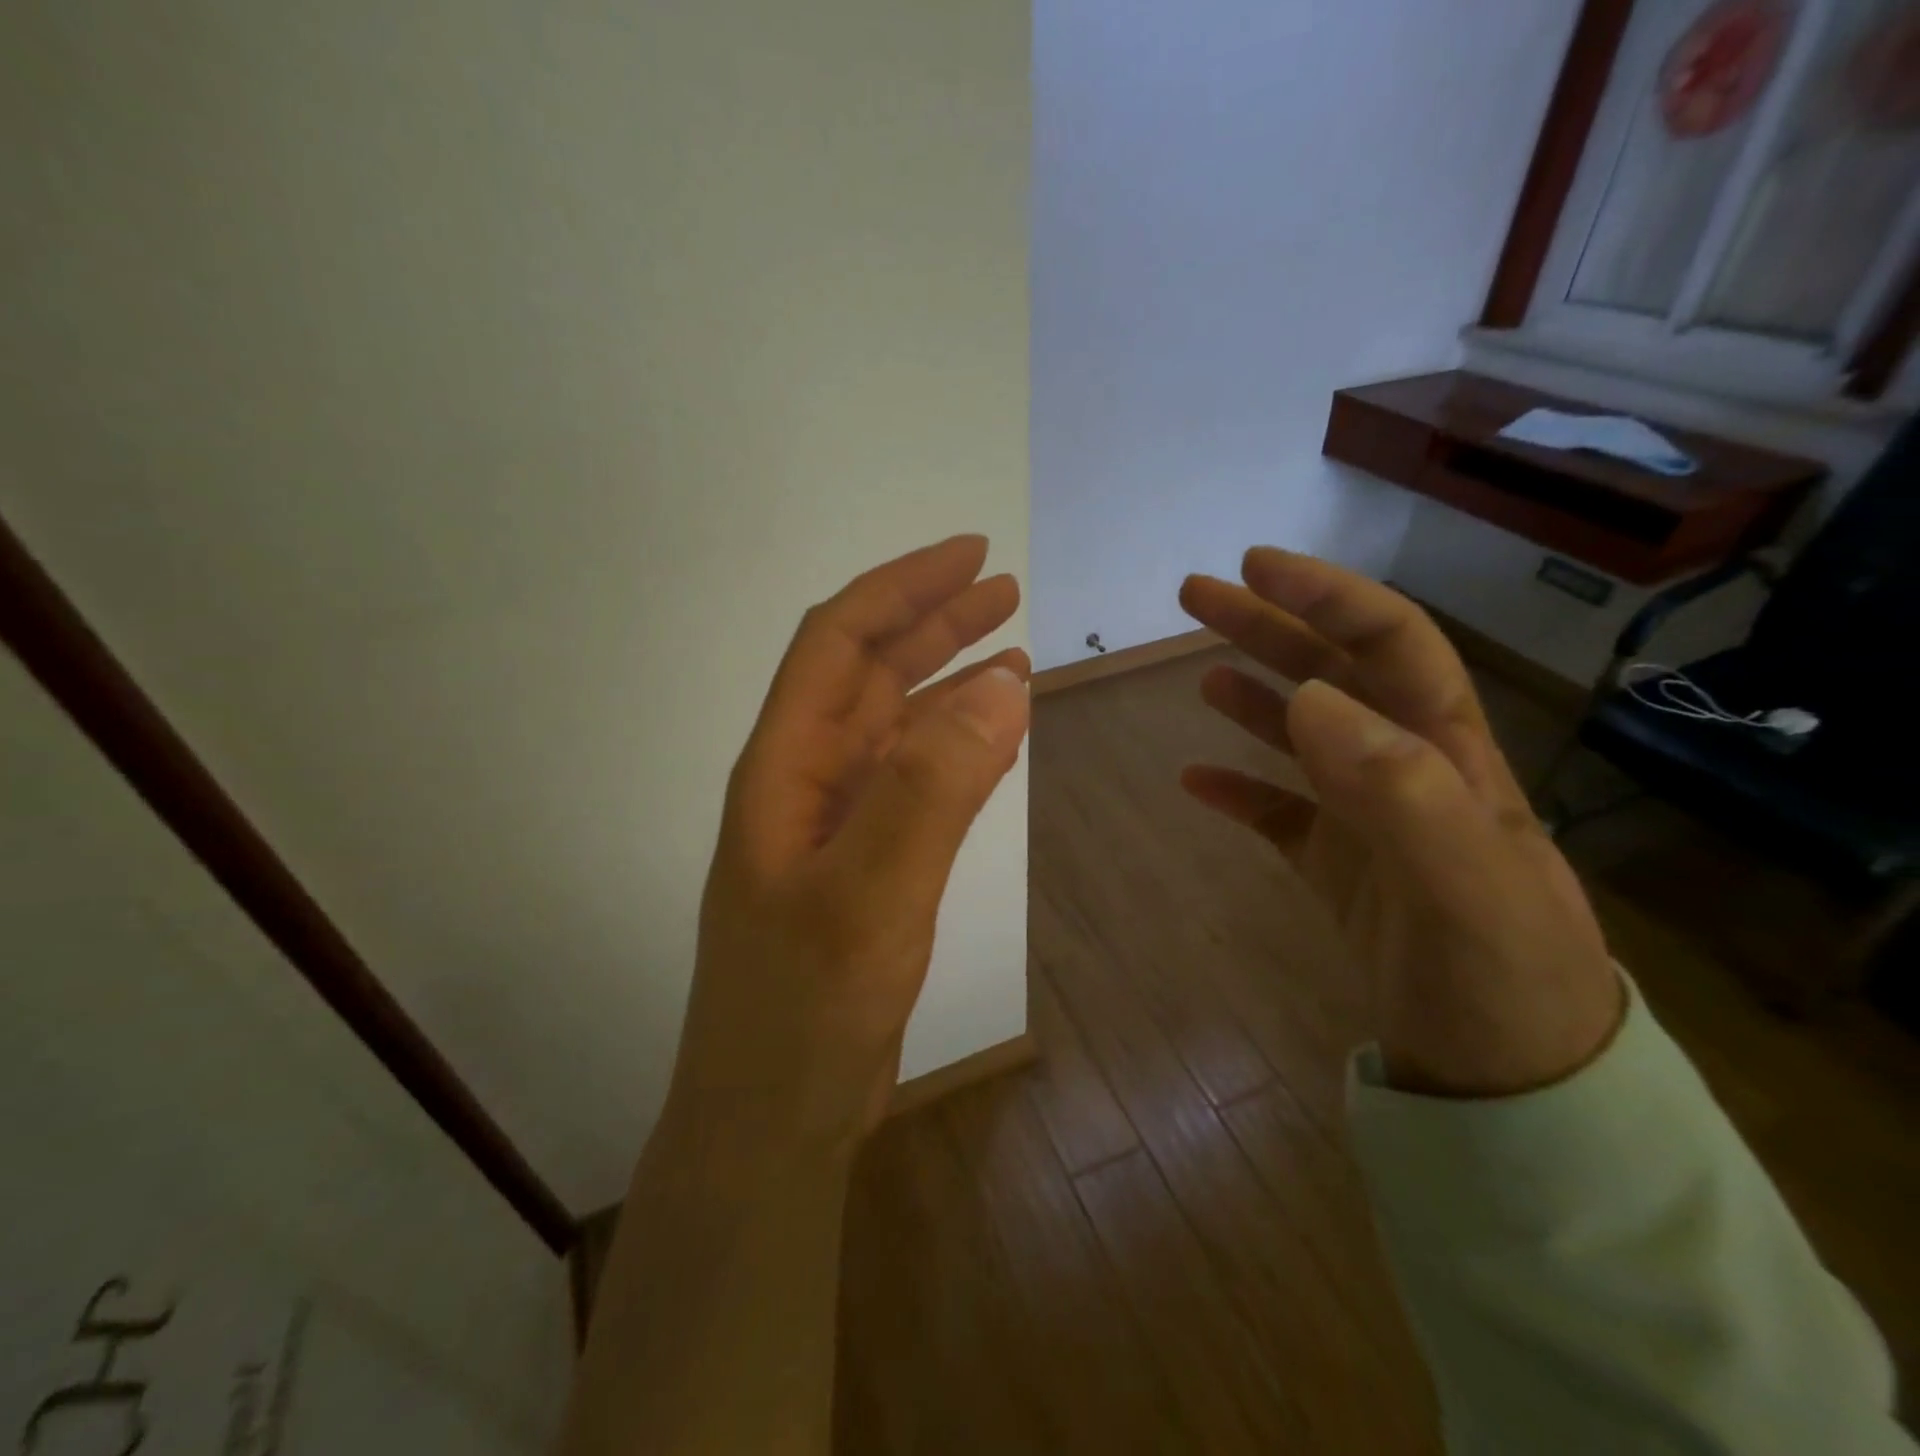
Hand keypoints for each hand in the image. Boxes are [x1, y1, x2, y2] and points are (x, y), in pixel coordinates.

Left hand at [666, 535, 1029, 1158]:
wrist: (775, 1118)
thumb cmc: (804, 1011)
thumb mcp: (868, 896)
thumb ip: (929, 790)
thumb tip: (1000, 685)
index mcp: (783, 769)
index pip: (837, 644)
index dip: (901, 590)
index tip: (972, 555)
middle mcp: (803, 782)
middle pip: (866, 675)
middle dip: (931, 623)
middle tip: (1003, 590)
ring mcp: (832, 825)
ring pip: (892, 727)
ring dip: (946, 682)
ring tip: (1010, 652)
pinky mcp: (863, 865)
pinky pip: (912, 781)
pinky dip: (953, 747)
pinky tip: (989, 737)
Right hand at [1179, 548, 1622, 1097]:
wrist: (1509, 1080)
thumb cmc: (1498, 978)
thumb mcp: (1466, 887)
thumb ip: (1400, 789)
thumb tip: (1312, 698)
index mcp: (1445, 756)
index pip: (1390, 645)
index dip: (1327, 596)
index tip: (1255, 567)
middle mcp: (1405, 771)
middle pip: (1333, 675)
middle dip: (1269, 626)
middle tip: (1196, 595)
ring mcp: (1366, 821)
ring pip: (1302, 735)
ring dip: (1254, 693)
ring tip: (1201, 671)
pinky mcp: (1337, 868)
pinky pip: (1278, 813)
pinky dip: (1238, 789)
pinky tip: (1196, 780)